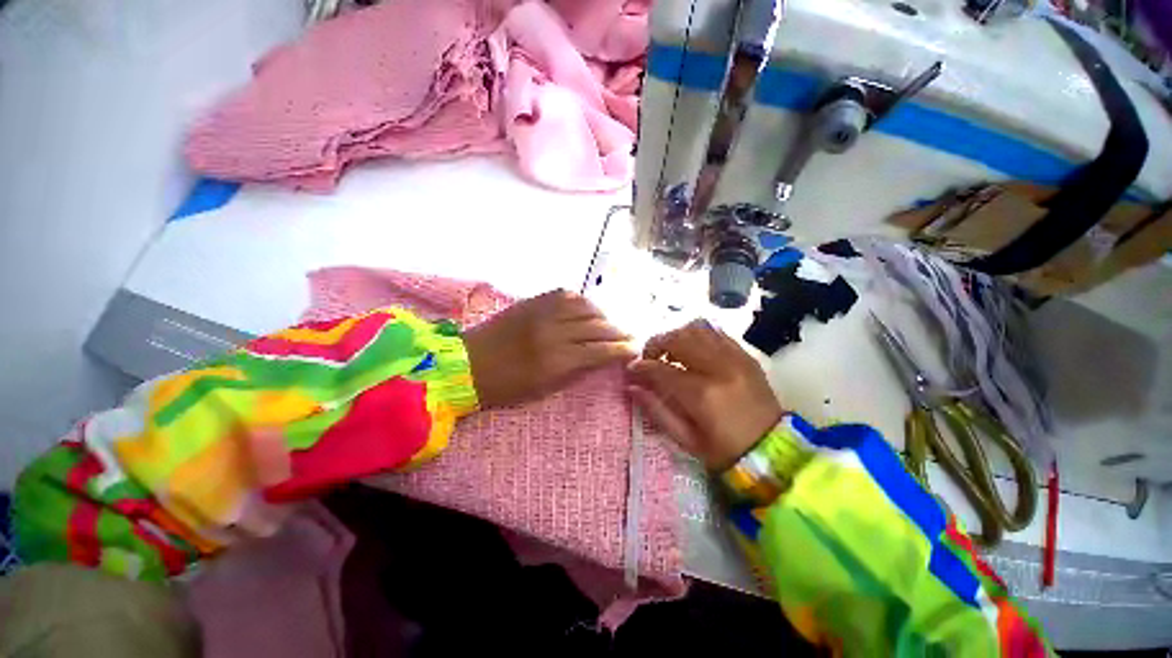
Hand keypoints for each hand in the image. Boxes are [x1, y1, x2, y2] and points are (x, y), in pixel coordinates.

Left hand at [464, 290, 635, 407]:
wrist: (466, 364)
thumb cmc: (505, 387)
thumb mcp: (543, 389)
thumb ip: (575, 371)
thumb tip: (600, 358)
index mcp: (556, 361)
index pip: (600, 351)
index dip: (621, 349)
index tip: (634, 349)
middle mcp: (553, 332)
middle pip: (597, 327)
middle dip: (618, 332)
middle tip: (629, 336)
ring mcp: (542, 313)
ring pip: (585, 306)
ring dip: (602, 315)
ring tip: (608, 323)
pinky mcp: (532, 301)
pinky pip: (566, 294)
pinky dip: (582, 301)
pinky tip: (586, 309)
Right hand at [627, 320, 783, 469]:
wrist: (775, 451)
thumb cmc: (726, 451)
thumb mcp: (686, 439)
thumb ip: (657, 410)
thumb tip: (632, 387)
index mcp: (702, 394)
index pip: (662, 369)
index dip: (642, 366)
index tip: (632, 368)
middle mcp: (718, 368)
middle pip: (678, 339)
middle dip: (656, 343)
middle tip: (649, 357)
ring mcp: (735, 358)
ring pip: (697, 329)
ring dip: (676, 335)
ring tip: (670, 351)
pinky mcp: (746, 355)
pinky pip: (716, 332)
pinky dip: (698, 334)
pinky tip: (692, 347)